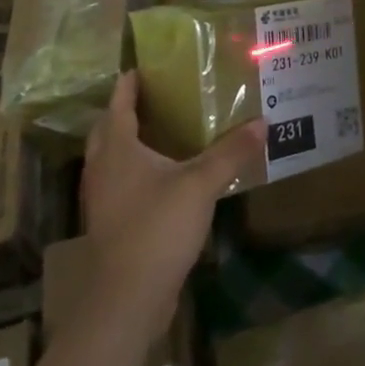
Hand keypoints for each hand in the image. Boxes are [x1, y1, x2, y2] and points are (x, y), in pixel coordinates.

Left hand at [82, 71, 263, 332]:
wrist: (126, 299)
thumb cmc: (157, 227)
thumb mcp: (201, 184)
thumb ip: (231, 153)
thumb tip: (262, 122)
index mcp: (117, 148)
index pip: (119, 104)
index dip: (129, 84)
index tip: (141, 67)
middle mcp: (102, 168)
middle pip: (107, 130)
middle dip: (124, 112)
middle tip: (153, 98)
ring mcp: (102, 200)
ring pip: (110, 160)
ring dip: (127, 143)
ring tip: (158, 133)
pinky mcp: (110, 226)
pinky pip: (118, 185)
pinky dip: (133, 173)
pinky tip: (160, 180)